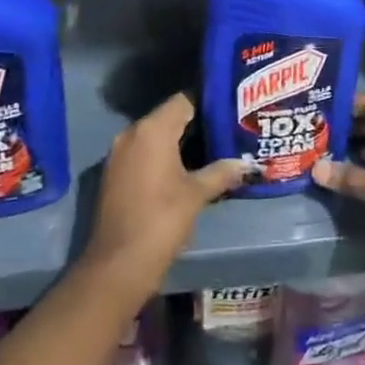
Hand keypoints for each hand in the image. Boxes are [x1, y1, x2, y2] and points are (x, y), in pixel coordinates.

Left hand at [86, 93, 246, 296]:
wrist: (118, 264)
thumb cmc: (161, 220)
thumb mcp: (196, 195)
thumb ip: (222, 172)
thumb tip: (249, 164)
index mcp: (152, 129)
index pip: (183, 100)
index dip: (208, 103)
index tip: (230, 110)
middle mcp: (131, 133)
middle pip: (169, 116)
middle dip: (196, 122)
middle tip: (226, 129)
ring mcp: (119, 153)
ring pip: (155, 135)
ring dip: (179, 140)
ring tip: (211, 147)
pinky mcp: (114, 172)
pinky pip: (143, 152)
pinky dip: (162, 155)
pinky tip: (184, 168)